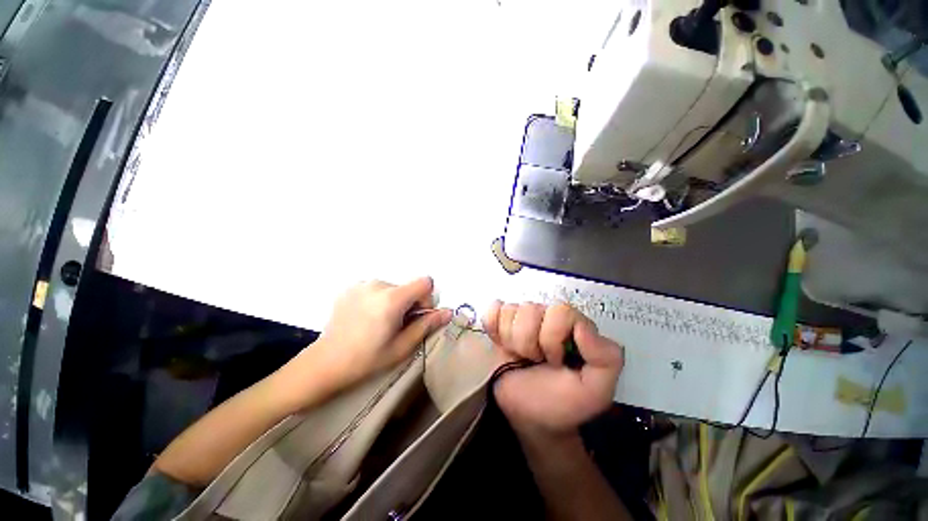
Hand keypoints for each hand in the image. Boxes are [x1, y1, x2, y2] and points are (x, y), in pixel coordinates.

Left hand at [313, 277, 451, 388]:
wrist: (325, 363)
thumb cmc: (367, 359)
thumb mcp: (402, 346)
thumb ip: (427, 325)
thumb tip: (448, 312)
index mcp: (392, 298)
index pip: (425, 282)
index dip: (427, 299)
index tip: (415, 317)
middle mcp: (377, 284)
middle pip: (408, 286)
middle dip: (409, 303)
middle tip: (395, 326)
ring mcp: (362, 284)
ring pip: (393, 288)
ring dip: (394, 301)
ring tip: (378, 323)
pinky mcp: (351, 287)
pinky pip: (376, 288)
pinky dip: (378, 299)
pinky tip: (365, 317)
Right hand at [483, 302, 623, 436]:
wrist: (529, 418)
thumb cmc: (562, 403)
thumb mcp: (596, 390)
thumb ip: (607, 359)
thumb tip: (582, 327)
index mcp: (572, 326)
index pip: (560, 312)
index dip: (552, 338)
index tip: (554, 361)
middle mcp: (547, 316)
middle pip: (530, 309)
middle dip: (530, 342)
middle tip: (535, 361)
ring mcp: (521, 317)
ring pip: (510, 311)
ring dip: (512, 340)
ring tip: (520, 357)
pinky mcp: (499, 323)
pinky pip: (492, 311)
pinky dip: (493, 327)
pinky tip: (502, 344)